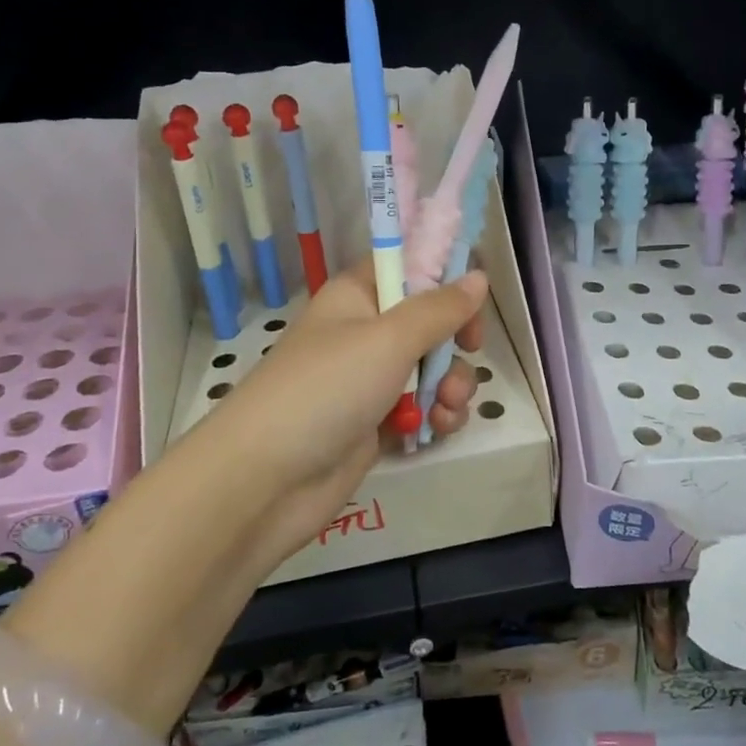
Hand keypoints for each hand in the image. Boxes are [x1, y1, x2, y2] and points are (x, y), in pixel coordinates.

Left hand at [184, 261, 487, 571]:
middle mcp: (365, 331)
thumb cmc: (326, 389)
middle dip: (456, 339)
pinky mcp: (376, 422)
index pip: (408, 265)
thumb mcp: (389, 339)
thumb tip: (478, 276)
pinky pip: (422, 405)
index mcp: (357, 295)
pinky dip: (437, 413)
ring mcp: (371, 379)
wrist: (266, 480)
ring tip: (446, 405)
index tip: (476, 293)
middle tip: (470, 349)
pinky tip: (439, 426)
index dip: (444, 274)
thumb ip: (439, 309)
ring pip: (433, 366)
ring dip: (452, 383)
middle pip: (429, 319)